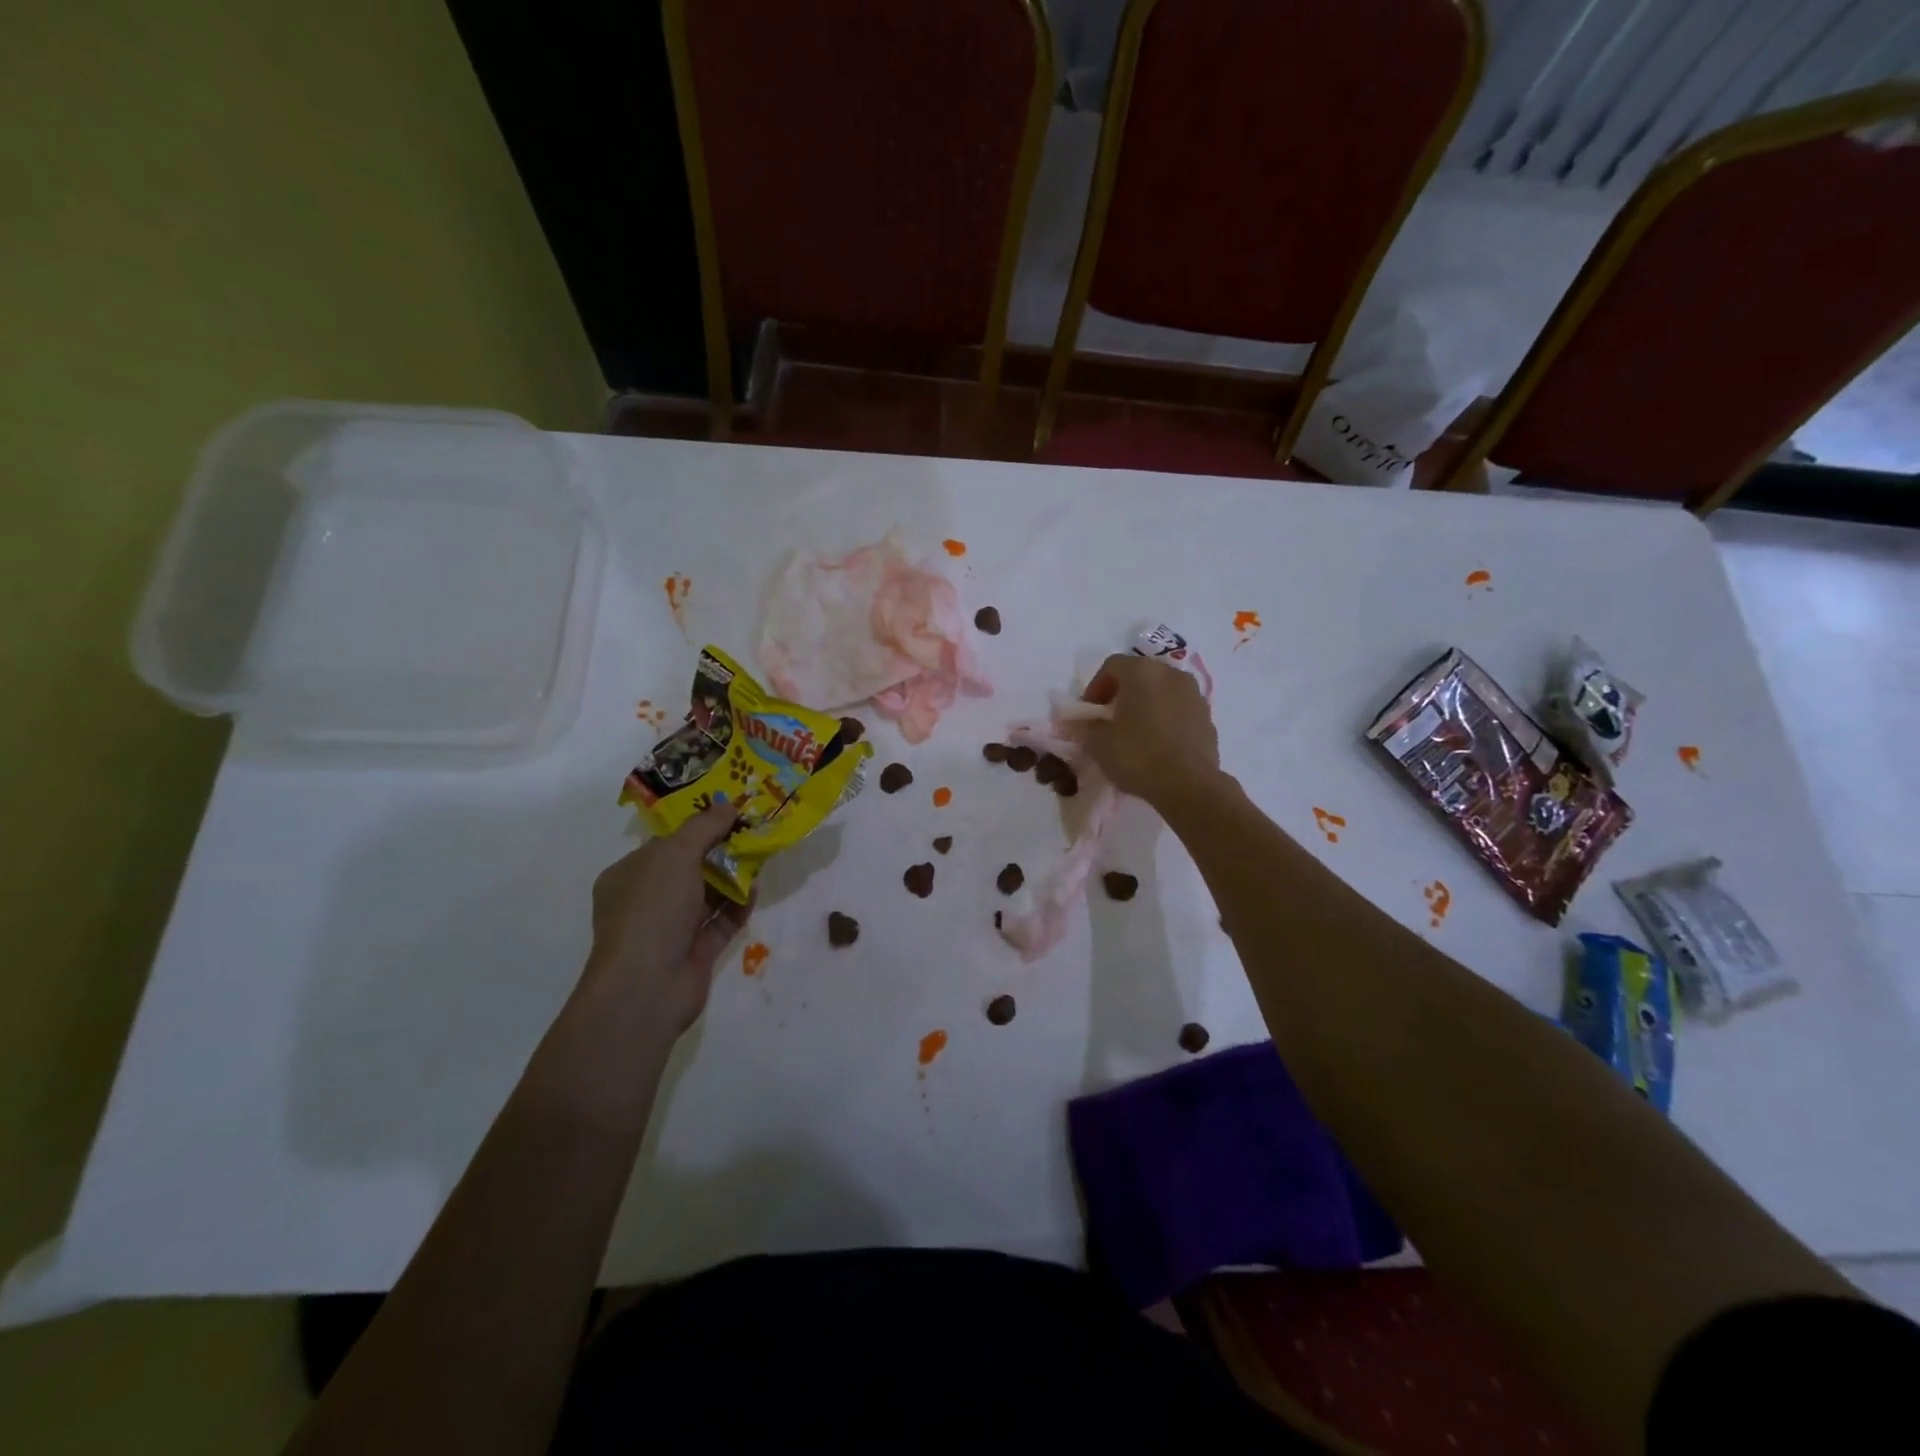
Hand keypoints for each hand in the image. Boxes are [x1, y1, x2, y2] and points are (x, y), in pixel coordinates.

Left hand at [583, 800, 750, 1034]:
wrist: (647, 986)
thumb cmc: (651, 910)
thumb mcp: (675, 854)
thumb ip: (704, 827)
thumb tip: (728, 805)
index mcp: (628, 876)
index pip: (665, 845)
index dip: (697, 828)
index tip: (730, 814)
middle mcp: (647, 901)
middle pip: (690, 868)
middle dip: (721, 851)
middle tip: (753, 833)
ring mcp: (672, 928)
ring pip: (709, 895)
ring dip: (734, 876)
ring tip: (762, 857)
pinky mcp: (696, 951)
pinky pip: (722, 921)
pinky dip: (739, 906)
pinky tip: (755, 890)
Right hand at [1082, 654, 1220, 806]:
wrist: (1188, 785)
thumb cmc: (1137, 756)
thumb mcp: (1098, 742)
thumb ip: (1086, 726)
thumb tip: (1080, 722)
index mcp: (1142, 672)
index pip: (1111, 665)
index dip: (1095, 687)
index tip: (1089, 712)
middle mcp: (1171, 674)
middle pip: (1140, 674)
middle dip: (1122, 693)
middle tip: (1109, 719)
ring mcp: (1194, 694)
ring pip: (1162, 691)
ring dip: (1146, 704)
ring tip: (1135, 732)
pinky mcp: (1208, 717)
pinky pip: (1179, 709)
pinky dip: (1166, 718)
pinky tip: (1158, 744)